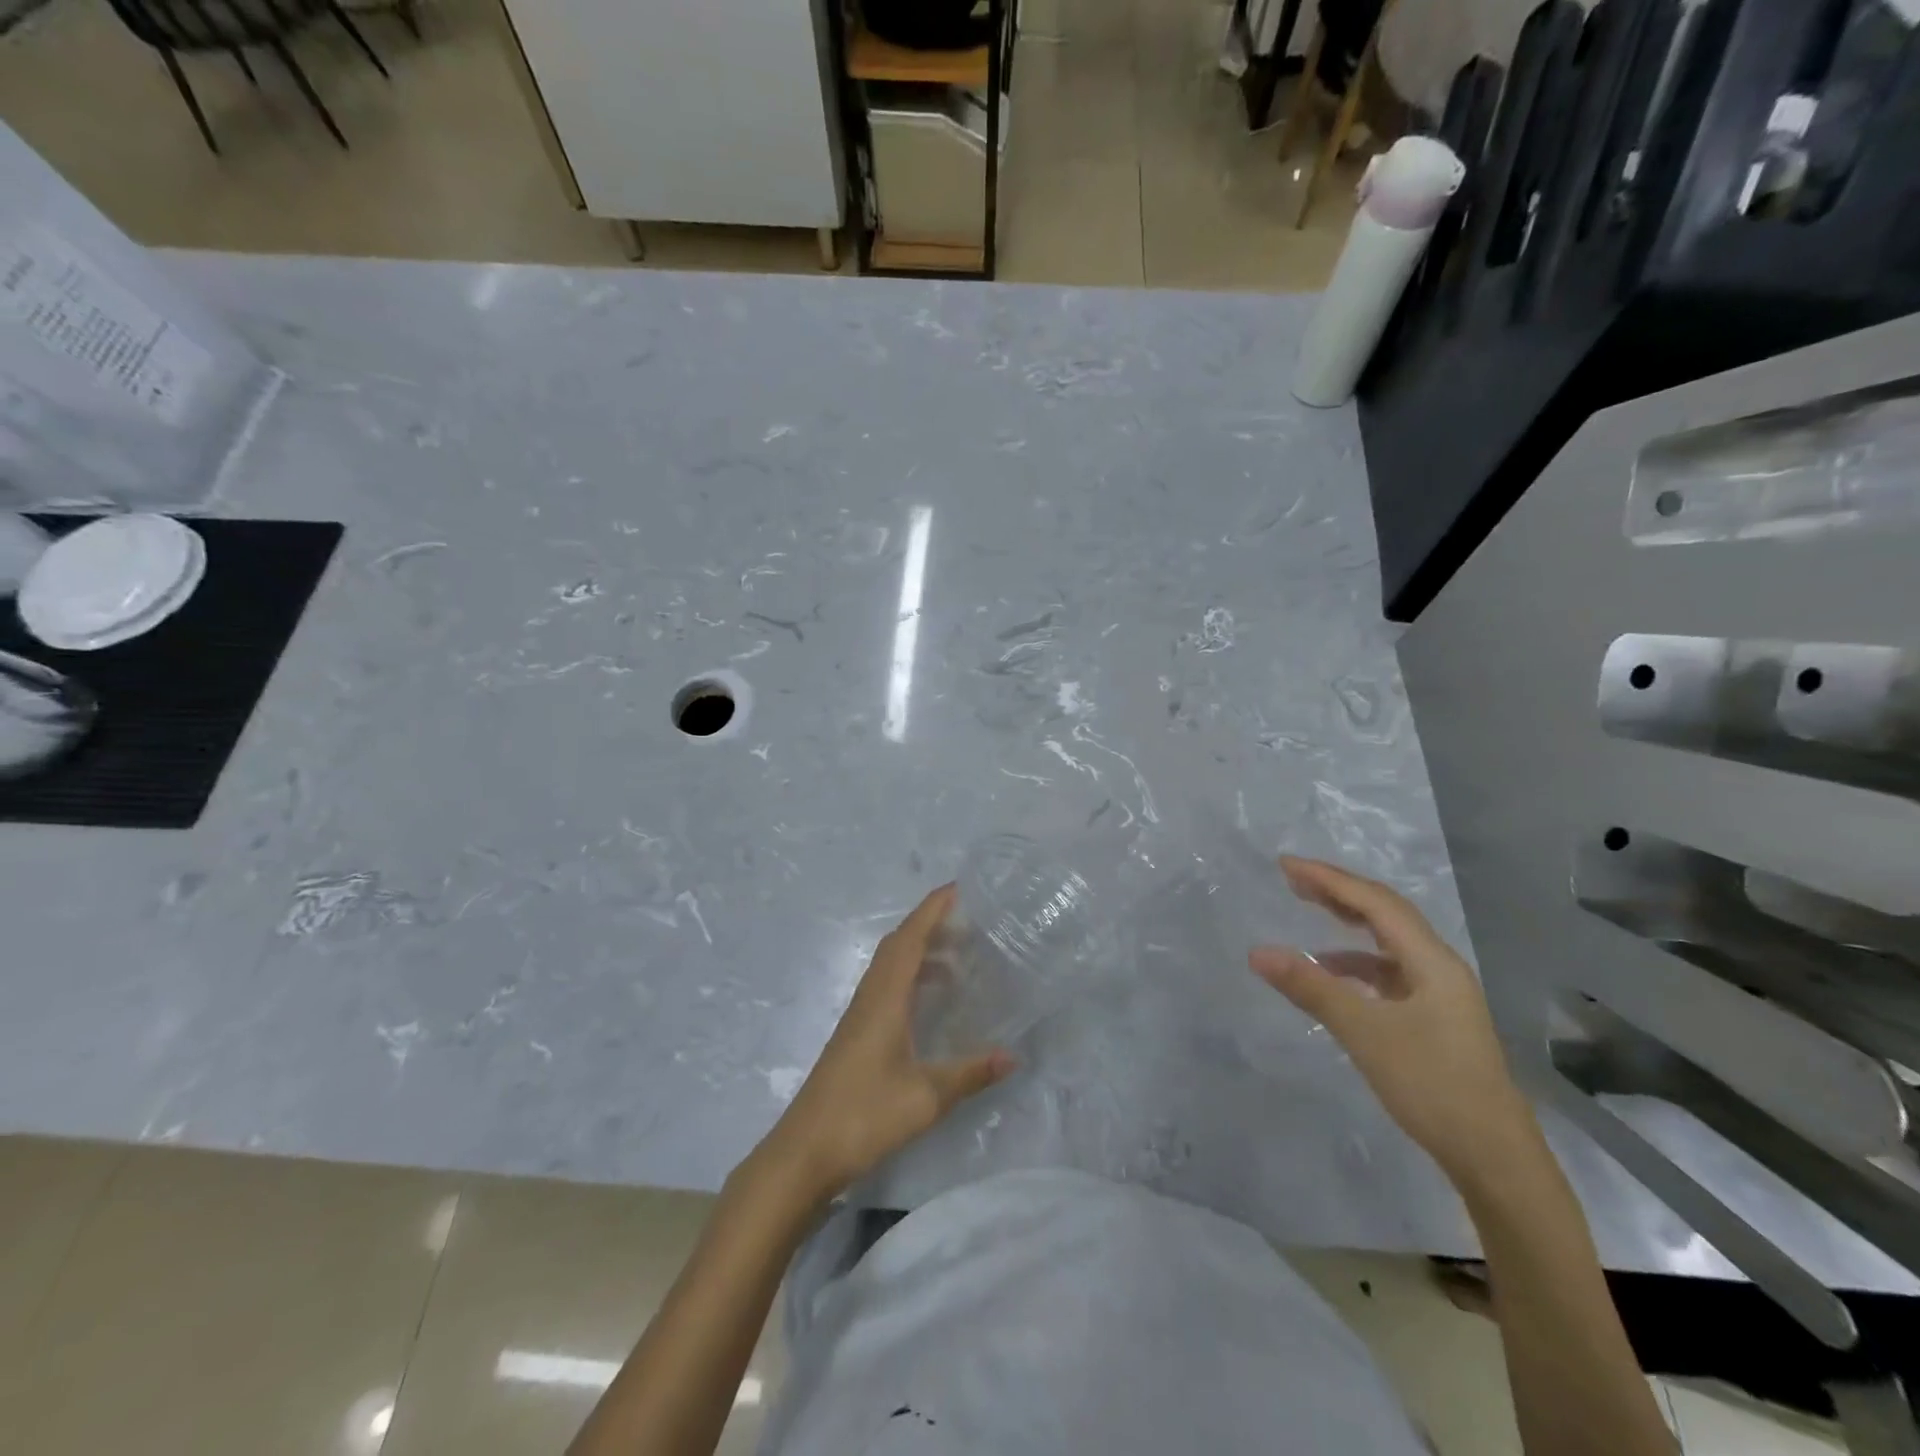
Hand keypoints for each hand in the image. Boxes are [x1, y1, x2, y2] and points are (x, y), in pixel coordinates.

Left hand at [759, 884, 1013, 1202]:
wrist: (805, 1151)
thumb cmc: (864, 1115)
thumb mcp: (926, 1097)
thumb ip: (970, 1074)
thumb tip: (1014, 1056)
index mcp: (884, 998)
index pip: (909, 939)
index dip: (931, 910)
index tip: (958, 889)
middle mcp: (870, 997)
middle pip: (897, 945)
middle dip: (929, 925)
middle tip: (968, 923)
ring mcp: (859, 1015)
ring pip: (890, 965)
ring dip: (920, 952)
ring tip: (958, 959)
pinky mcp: (856, 1034)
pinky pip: (886, 986)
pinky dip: (911, 978)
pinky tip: (929, 1001)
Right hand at [1249, 857, 1533, 1187]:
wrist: (1492, 1157)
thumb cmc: (1431, 1084)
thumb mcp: (1364, 1032)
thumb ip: (1311, 987)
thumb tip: (1257, 952)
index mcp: (1431, 961)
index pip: (1375, 903)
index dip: (1329, 879)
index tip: (1286, 865)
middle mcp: (1438, 967)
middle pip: (1385, 913)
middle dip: (1339, 891)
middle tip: (1294, 878)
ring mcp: (1439, 994)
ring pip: (1388, 941)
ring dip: (1349, 922)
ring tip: (1310, 912)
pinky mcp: (1433, 1018)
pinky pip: (1388, 971)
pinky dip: (1356, 961)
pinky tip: (1332, 973)